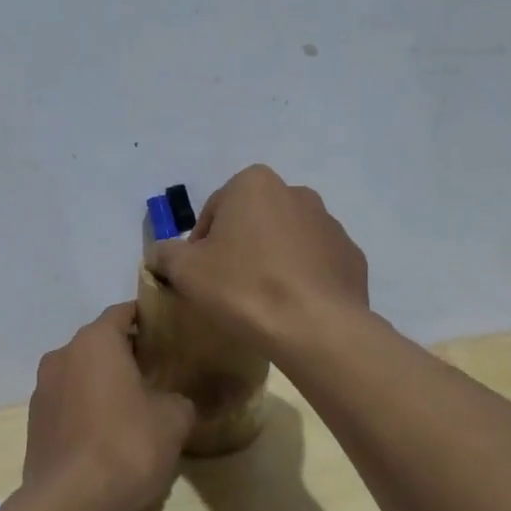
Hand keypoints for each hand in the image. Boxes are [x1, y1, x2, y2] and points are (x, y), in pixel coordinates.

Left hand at [21, 302, 195, 510]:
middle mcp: (62, 356)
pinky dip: (87, 411)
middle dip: (126, 355)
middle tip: (157, 373)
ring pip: (81, 375)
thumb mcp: (173, 419)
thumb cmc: (127, 445)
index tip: (167, 332)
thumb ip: (178, 400)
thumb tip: (174, 403)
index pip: (122, 313)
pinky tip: (108, 437)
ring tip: (134, 408)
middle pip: (99, 344)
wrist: (71, 502)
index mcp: (94, 342)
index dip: (147, 319)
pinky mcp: (35, 425)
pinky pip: (68, 405)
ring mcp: (42, 391)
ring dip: (103, 385)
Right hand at [145, 164, 368, 356]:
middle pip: (252, 221)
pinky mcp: (351, 256)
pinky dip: (302, 279)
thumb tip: (160, 254)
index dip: (200, 246)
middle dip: (239, 248)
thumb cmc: (243, 287)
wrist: (315, 327)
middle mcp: (296, 192)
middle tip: (228, 288)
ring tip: (262, 301)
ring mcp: (330, 224)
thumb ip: (166, 254)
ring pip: (286, 240)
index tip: (200, 277)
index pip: (214, 211)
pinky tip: (292, 308)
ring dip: (272, 261)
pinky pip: (315, 264)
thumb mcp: (186, 271)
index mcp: (254, 184)